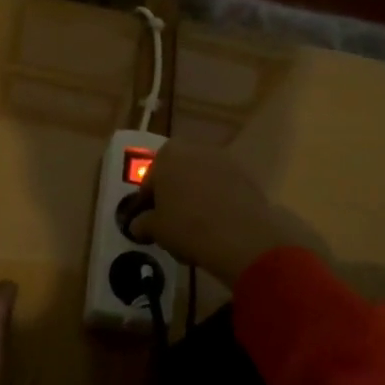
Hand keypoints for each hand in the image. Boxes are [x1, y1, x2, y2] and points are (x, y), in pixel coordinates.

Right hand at [129, 140, 325, 285]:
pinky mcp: (246, 175)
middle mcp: (195, 148)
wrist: (241, 236)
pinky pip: (224, 188)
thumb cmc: (187, 226)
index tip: (149, 221)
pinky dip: (218, 201)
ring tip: (197, 226)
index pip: (150, 180)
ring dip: (197, 196)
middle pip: (177, 173)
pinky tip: (218, 225)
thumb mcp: (155, 229)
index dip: (148, 203)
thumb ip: (143, 223)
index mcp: (167, 154)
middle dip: (174, 194)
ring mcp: (224, 160)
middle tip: (172, 222)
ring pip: (202, 179)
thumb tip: (139, 225)